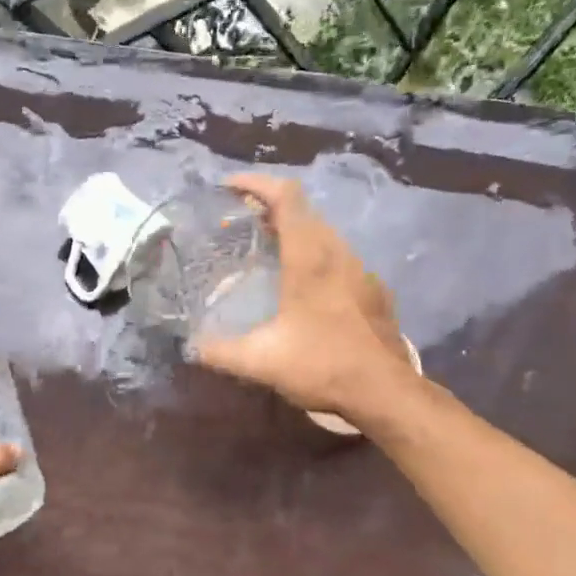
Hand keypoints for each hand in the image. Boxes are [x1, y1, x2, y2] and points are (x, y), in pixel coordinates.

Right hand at [193, 174, 418, 422]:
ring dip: (292, 232)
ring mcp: (361, 271)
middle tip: (238, 223)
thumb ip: (219, 352)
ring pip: (323, 234)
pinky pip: (337, 257)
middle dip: (268, 207)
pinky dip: (312, 255)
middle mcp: (338, 253)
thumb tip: (191, 347)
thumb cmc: (322, 366)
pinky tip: (300, 287)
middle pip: (304, 211)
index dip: (255, 183)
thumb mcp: (260, 362)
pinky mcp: (372, 291)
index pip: (285, 197)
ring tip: (265, 250)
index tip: (227, 187)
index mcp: (310, 258)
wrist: (384, 392)